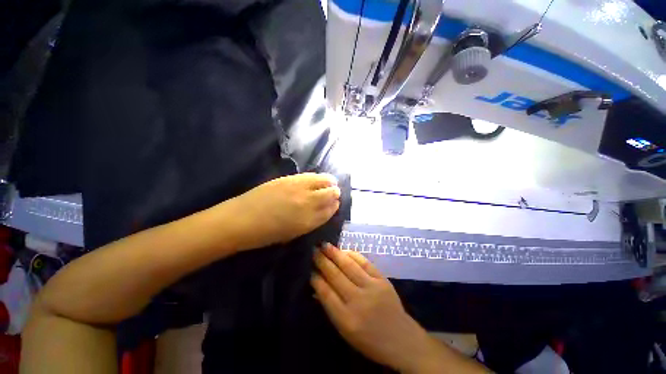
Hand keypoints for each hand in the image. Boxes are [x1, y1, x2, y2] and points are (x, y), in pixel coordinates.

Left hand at [230, 173, 340, 248]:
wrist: (241, 220)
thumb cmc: (266, 234)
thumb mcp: (294, 233)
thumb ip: (311, 221)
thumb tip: (322, 210)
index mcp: (309, 221)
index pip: (330, 210)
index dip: (334, 206)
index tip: (335, 204)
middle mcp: (308, 203)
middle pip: (331, 193)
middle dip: (335, 193)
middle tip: (334, 192)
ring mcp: (299, 188)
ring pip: (324, 181)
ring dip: (329, 182)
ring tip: (330, 182)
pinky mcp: (290, 178)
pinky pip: (311, 175)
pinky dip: (318, 177)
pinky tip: (317, 178)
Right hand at [312, 246, 490, 373]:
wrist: (401, 339)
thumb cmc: (370, 340)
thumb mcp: (346, 331)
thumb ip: (331, 308)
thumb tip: (317, 287)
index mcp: (347, 319)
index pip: (326, 294)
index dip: (317, 280)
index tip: (310, 269)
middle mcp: (358, 301)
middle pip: (336, 276)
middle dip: (323, 262)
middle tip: (314, 250)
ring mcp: (372, 287)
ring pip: (349, 266)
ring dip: (335, 254)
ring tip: (325, 245)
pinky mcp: (382, 280)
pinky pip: (365, 263)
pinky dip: (353, 255)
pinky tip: (344, 250)